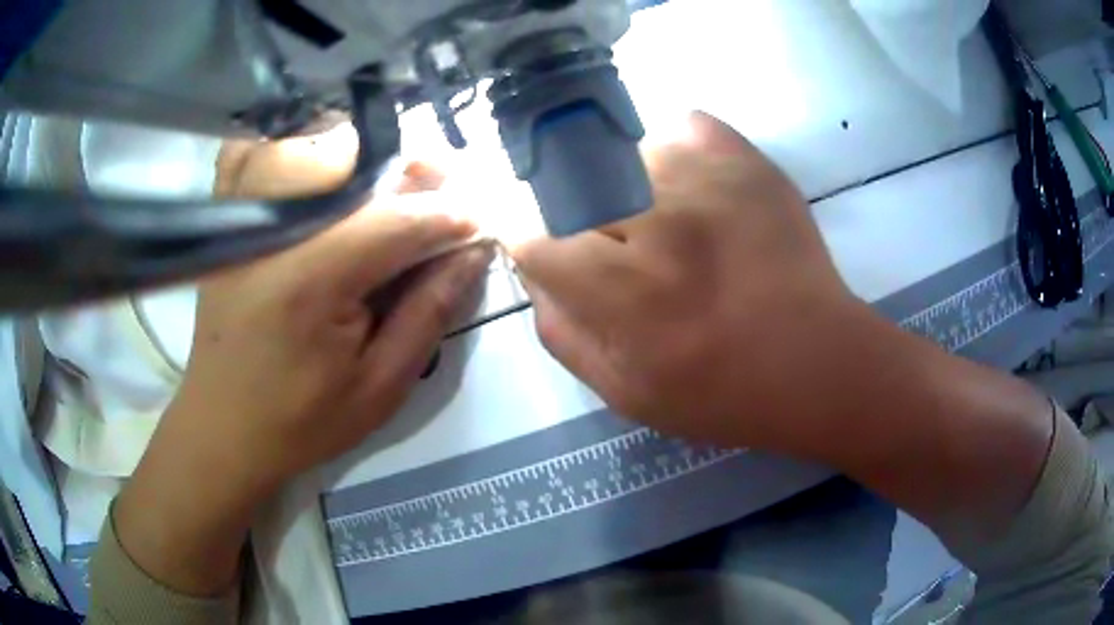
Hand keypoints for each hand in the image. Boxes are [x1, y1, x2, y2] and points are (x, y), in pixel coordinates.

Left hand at [112, 139, 490, 595]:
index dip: (450, 216)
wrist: (222, 428)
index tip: (482, 223)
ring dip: (371, 160)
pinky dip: (301, 148)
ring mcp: (245, 218)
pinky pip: (264, 157)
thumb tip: (472, 253)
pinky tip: (331, 171)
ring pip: (320, 150)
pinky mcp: (230, 222)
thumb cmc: (301, 421)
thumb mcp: (379, 386)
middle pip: (363, 170)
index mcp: (313, 276)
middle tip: (450, 196)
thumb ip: (428, 312)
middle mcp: (275, 229)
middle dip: (419, 176)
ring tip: (403, 188)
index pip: (399, 219)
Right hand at [512, 112, 871, 452]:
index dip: (532, 242)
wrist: (816, 362)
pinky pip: (685, 126)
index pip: (536, 238)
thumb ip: (563, 335)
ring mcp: (708, 183)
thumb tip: (535, 277)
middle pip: (575, 185)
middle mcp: (661, 225)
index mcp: (626, 294)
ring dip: (629, 185)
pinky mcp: (747, 163)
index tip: (549, 252)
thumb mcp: (625, 393)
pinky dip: (676, 150)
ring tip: (662, 220)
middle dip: (578, 215)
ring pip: (626, 152)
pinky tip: (693, 188)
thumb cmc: (722, 392)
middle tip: (613, 244)